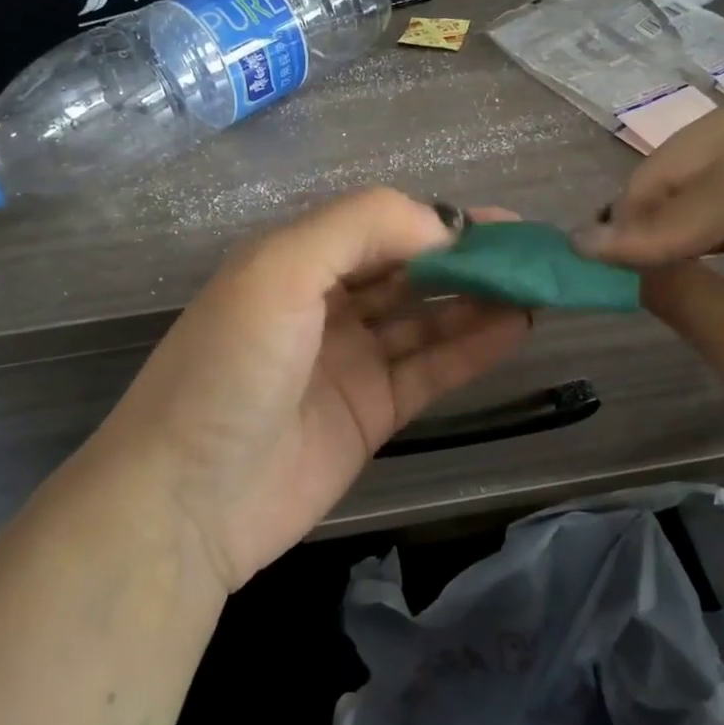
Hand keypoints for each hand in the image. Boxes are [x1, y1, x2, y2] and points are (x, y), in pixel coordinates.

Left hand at [86, 190, 530, 590]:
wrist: (186, 502)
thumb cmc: (228, 370)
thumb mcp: (279, 272)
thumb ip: (360, 228)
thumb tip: (444, 223)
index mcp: (296, 261)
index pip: (382, 227)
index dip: (440, 222)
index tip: (501, 225)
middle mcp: (325, 304)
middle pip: (411, 271)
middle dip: (470, 259)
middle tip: (534, 255)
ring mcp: (351, 361)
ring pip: (428, 319)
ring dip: (479, 300)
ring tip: (537, 288)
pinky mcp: (372, 413)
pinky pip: (431, 369)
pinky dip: (472, 348)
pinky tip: (516, 327)